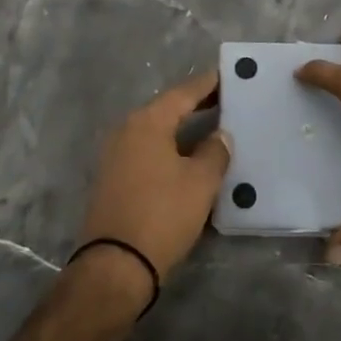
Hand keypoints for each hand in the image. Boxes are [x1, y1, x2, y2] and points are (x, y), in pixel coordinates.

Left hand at [78, 69, 231, 282]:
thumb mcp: (200, 182)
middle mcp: (126, 130)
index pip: (183, 93)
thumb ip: (215, 152)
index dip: (207, 84)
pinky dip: (169, 148)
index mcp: (147, 122)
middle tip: (225, 100)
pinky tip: (188, 157)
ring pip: (156, 132)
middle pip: (167, 109)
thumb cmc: (162, 215)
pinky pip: (147, 151)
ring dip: (182, 129)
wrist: (115, 266)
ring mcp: (115, 155)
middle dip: (196, 105)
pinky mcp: (113, 179)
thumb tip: (220, 135)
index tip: (227, 74)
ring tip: (212, 127)